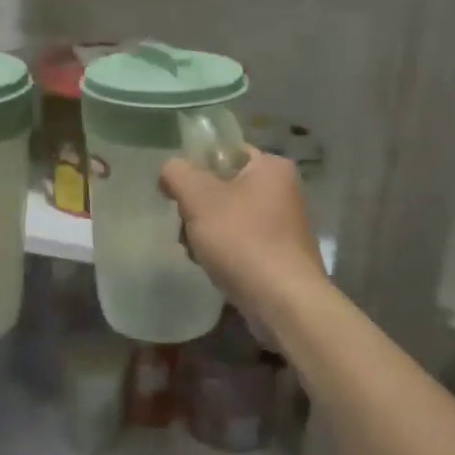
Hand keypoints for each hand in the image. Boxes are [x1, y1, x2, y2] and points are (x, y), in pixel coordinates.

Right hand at [160, 149, 327, 336]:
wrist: (283, 301)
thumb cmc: (242, 240)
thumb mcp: (199, 198)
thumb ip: (177, 173)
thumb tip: (170, 170)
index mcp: (271, 167)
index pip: (225, 153)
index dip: (195, 168)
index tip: (177, 192)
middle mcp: (283, 191)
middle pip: (223, 187)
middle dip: (198, 208)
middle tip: (186, 226)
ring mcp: (284, 225)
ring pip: (229, 218)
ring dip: (206, 233)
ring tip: (197, 251)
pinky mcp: (280, 256)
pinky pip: (241, 243)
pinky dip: (224, 252)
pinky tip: (213, 267)